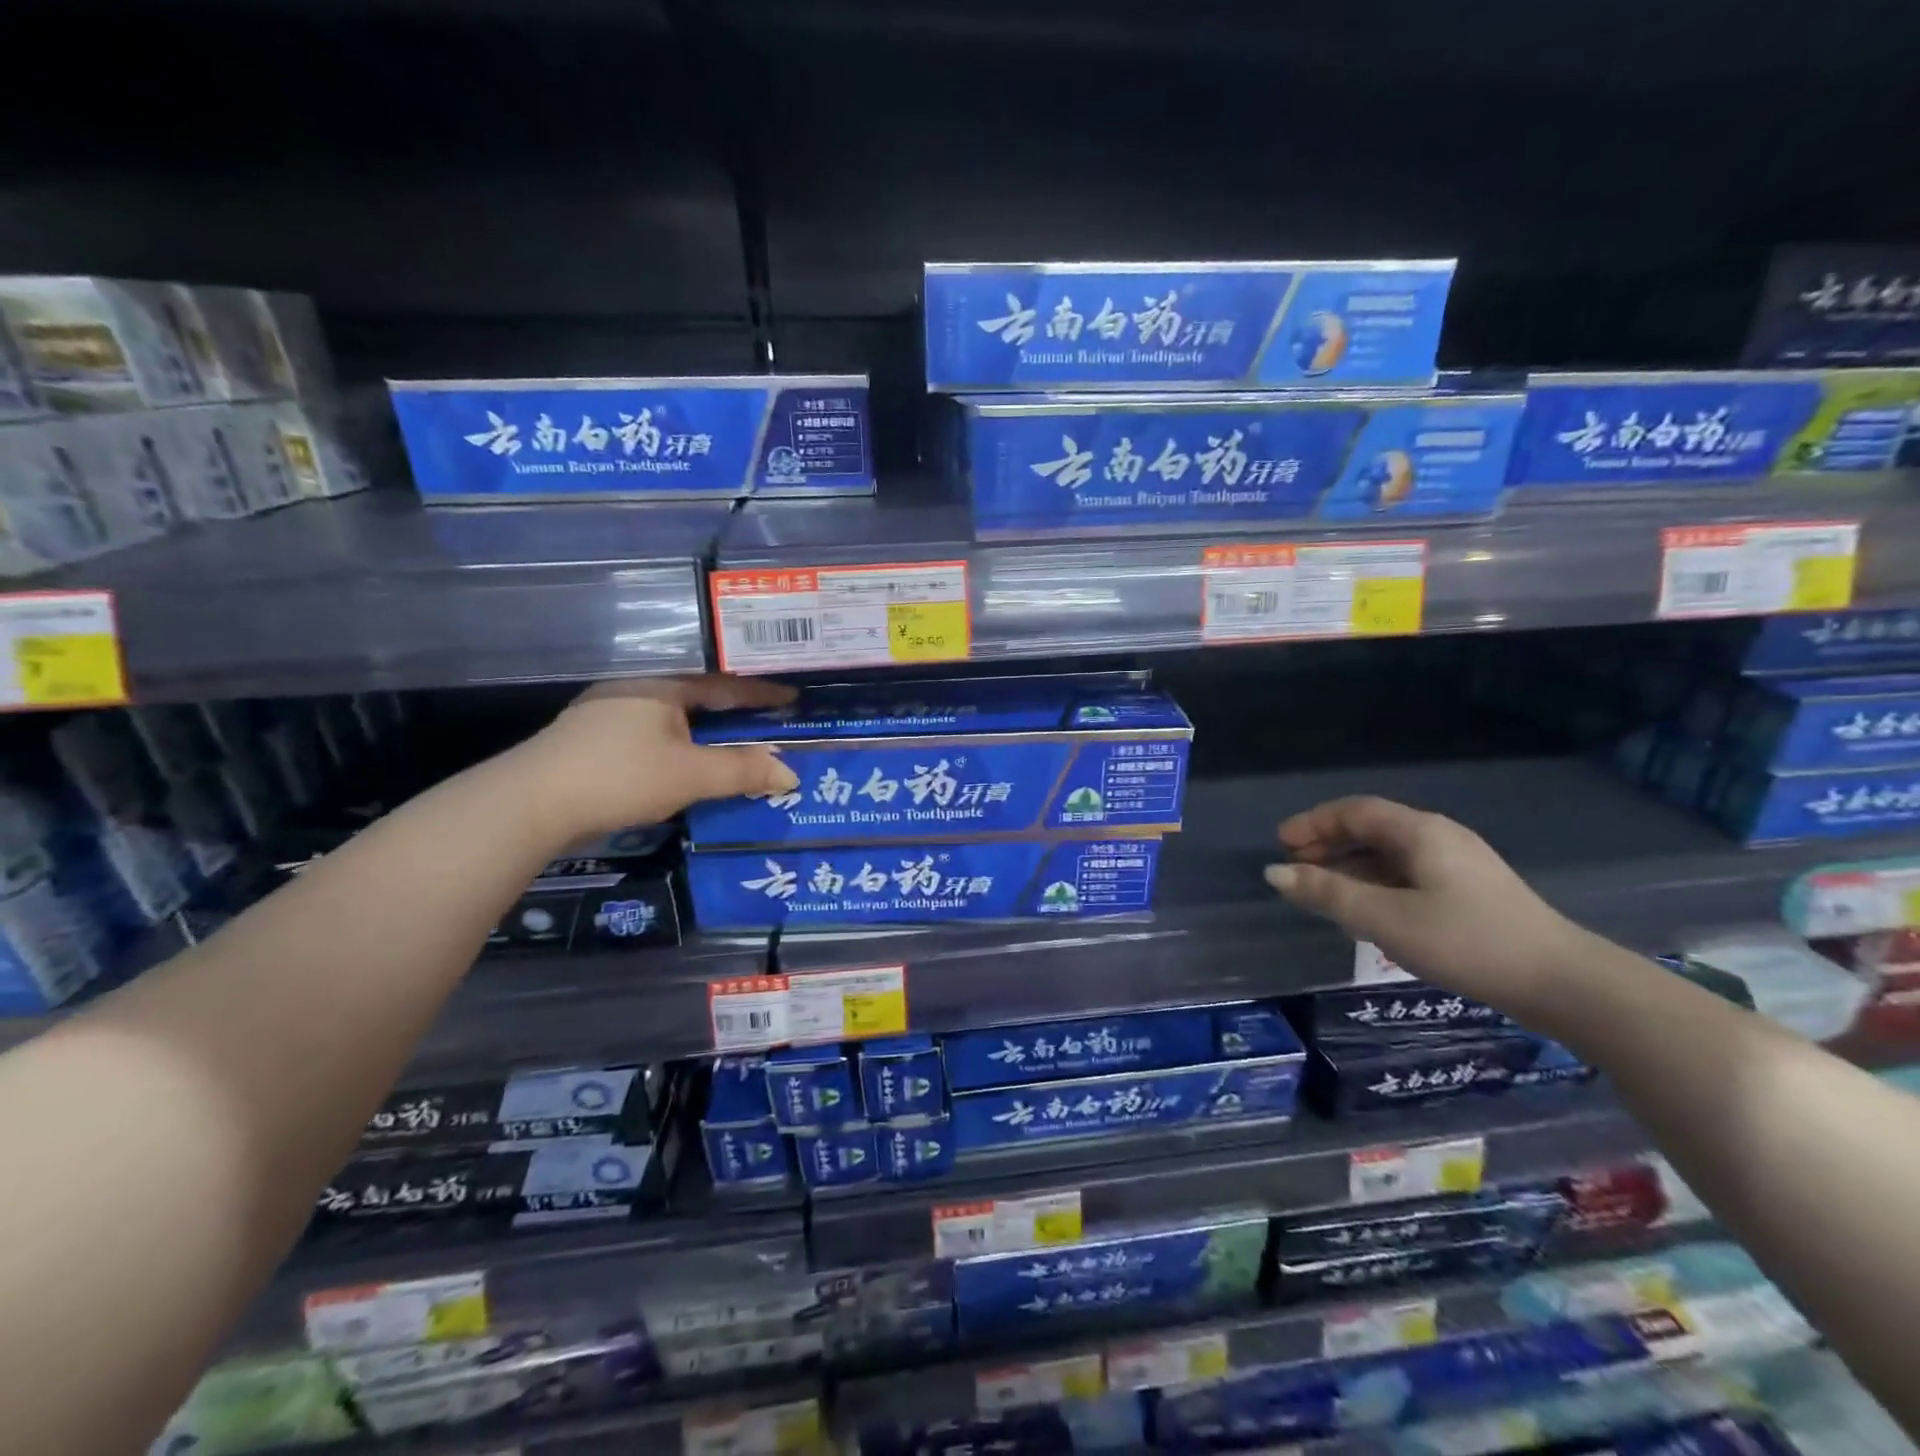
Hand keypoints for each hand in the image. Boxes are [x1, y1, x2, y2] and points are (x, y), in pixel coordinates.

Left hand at [516, 675, 800, 839]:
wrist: (529, 804)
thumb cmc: (619, 777)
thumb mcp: (690, 775)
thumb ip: (742, 771)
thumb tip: (791, 773)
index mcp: (662, 683)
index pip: (725, 683)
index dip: (762, 693)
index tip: (793, 698)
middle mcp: (636, 687)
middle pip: (699, 695)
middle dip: (735, 710)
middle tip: (770, 720)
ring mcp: (609, 711)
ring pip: (674, 714)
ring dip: (707, 729)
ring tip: (737, 740)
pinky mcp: (593, 737)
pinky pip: (655, 731)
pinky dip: (682, 742)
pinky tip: (689, 757)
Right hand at [1264, 796, 1585, 1015]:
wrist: (1563, 983)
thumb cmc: (1465, 941)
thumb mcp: (1385, 918)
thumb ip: (1327, 893)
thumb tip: (1274, 873)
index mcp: (1419, 832)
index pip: (1354, 811)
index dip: (1312, 823)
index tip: (1281, 845)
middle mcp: (1438, 837)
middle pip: (1371, 829)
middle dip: (1328, 844)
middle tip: (1296, 868)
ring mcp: (1459, 865)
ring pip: (1389, 854)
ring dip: (1350, 867)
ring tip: (1323, 893)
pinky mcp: (1470, 892)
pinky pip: (1408, 874)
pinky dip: (1376, 884)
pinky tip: (1367, 913)